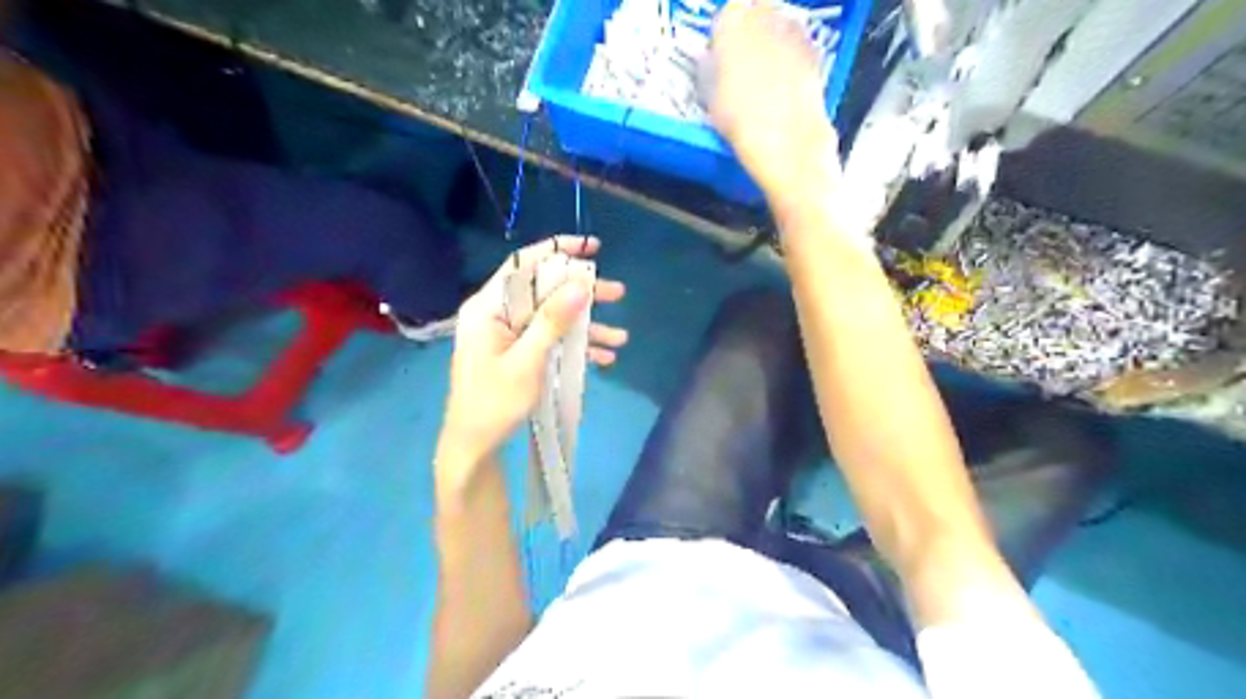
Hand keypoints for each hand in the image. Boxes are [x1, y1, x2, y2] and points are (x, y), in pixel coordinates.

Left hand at [440, 237, 634, 472]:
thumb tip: (580, 284)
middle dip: (583, 294)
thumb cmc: (493, 404)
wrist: (474, 447)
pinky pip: (551, 340)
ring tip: (621, 337)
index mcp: (488, 307)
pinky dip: (576, 347)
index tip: (592, 247)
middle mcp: (498, 314)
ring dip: (587, 327)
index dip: (558, 250)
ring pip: (553, 318)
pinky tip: (604, 358)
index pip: (523, 265)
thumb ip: (551, 321)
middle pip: (545, 291)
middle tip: (618, 294)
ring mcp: (509, 335)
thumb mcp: (526, 362)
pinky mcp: (520, 353)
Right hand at [705, 1, 842, 200]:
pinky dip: (790, 61)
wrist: (785, 140)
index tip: (719, 54)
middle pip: (755, 13)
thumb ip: (710, 71)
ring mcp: (794, 32)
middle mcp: (766, 16)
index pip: (725, 15)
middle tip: (740, 62)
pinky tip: (783, 89)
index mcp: (733, 21)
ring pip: (779, 27)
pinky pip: (797, 48)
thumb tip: (711, 63)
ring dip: (771, 44)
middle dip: (749, 32)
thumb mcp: (710, 98)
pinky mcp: (815, 52)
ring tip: (762, 78)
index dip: (722, 35)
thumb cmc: (739, 120)